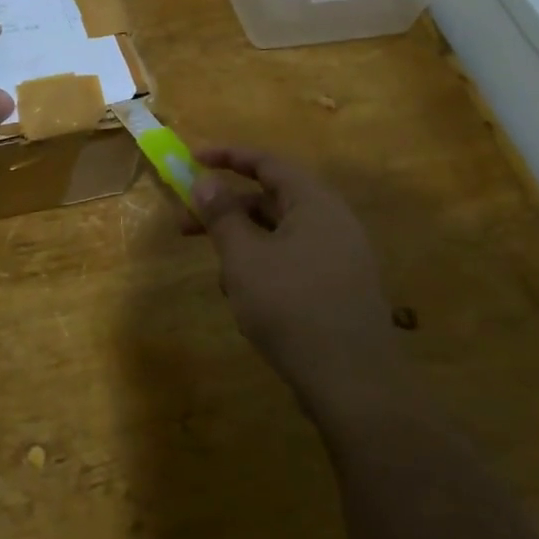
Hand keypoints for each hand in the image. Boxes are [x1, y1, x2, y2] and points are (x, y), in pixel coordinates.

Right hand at [192, 146, 398, 396]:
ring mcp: (339, 256)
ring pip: (278, 234)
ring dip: (242, 245)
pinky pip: (292, 261)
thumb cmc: (291, 306)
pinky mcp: (338, 288)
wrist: (353, 382)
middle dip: (226, 210)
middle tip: (185, 224)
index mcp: (314, 203)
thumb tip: (206, 182)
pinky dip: (263, 267)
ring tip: (221, 276)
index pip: (267, 163)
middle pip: (270, 200)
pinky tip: (246, 301)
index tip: (192, 159)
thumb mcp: (244, 257)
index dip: (227, 157)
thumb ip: (222, 215)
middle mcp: (332, 222)